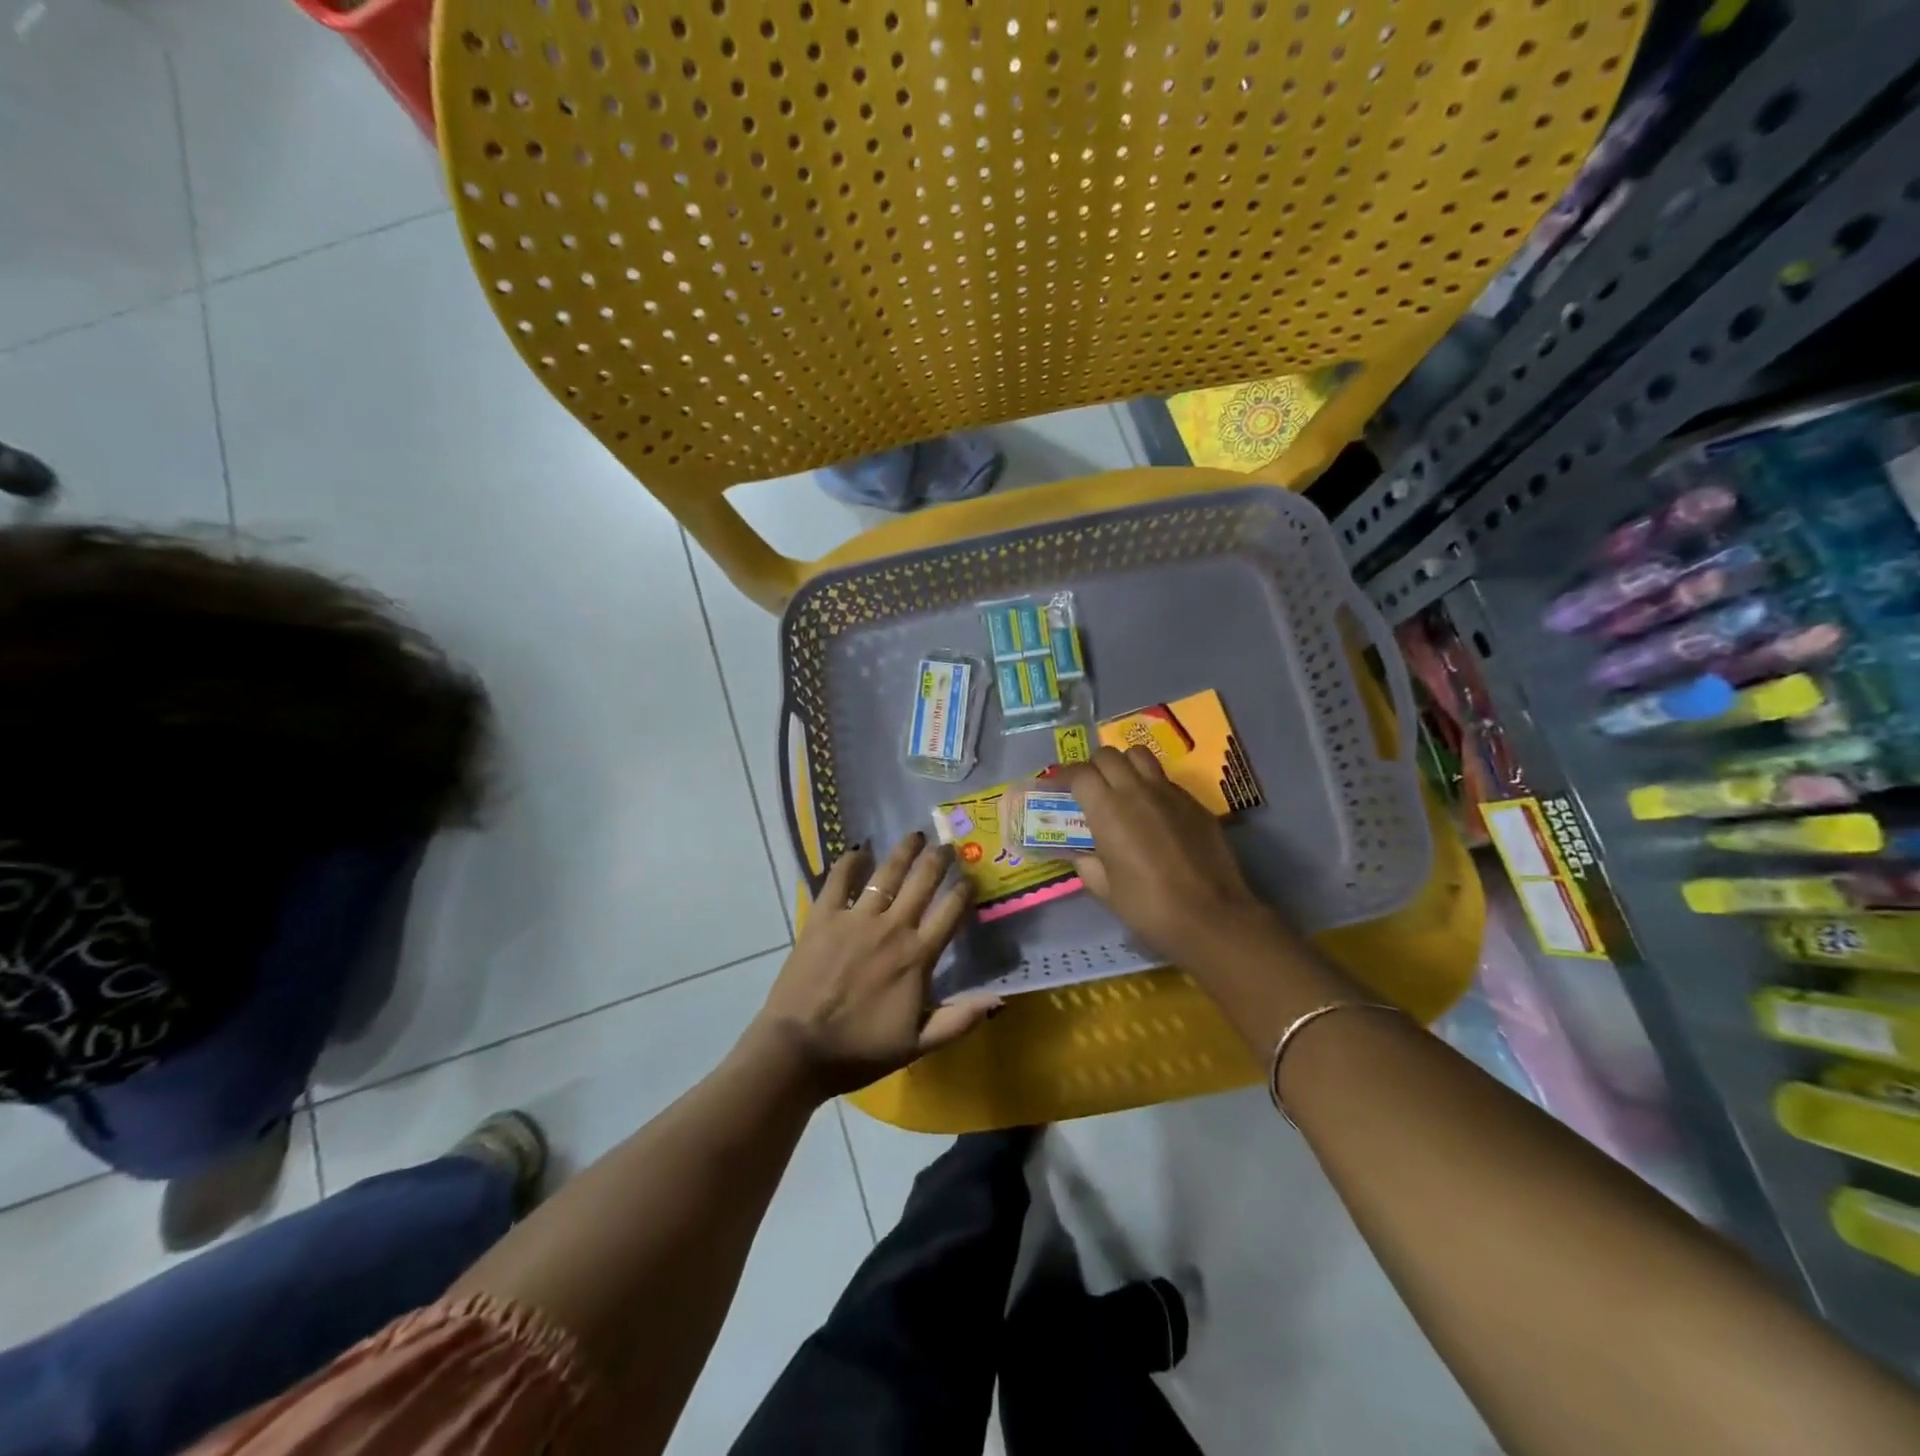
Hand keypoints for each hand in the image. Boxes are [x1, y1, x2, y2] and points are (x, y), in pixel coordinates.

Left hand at [750, 832, 999, 1098]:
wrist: (798, 1050)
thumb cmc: (860, 1050)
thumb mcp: (917, 1045)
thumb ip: (958, 1021)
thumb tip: (1000, 1000)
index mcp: (917, 957)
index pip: (950, 912)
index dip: (965, 891)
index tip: (972, 878)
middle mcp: (891, 928)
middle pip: (922, 882)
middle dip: (939, 860)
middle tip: (948, 844)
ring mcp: (855, 919)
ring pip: (886, 874)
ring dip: (904, 851)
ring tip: (916, 835)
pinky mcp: (823, 917)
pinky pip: (839, 880)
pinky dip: (850, 862)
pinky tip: (859, 849)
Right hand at [1060, 747, 1276, 960]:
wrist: (1210, 916)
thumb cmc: (1148, 906)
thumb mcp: (1105, 889)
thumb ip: (1087, 864)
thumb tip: (1082, 854)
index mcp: (1107, 809)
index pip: (1079, 773)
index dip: (1064, 776)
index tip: (1057, 788)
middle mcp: (1137, 790)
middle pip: (1108, 755)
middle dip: (1093, 766)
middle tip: (1089, 789)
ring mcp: (1169, 793)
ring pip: (1140, 756)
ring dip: (1124, 765)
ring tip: (1121, 788)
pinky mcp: (1194, 803)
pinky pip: (1166, 780)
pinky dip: (1151, 785)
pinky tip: (1153, 812)